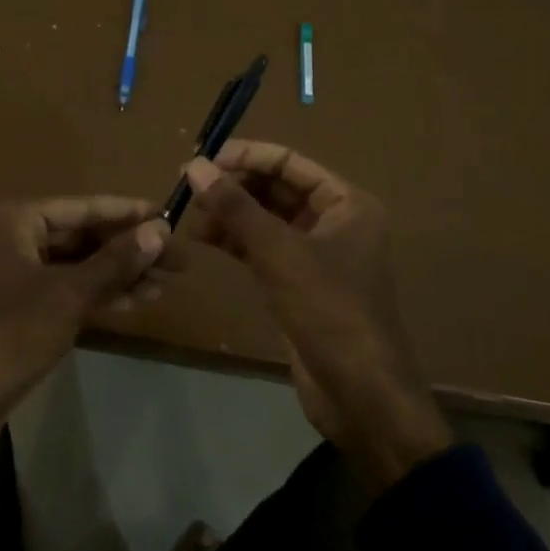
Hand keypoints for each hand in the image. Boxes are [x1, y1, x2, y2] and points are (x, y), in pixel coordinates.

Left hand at [0, 197, 171, 490]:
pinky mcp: (15, 308)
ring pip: (76, 265)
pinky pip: (64, 290)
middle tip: (177, 262)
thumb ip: (115, 261)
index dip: (129, 213)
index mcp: (16, 221)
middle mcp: (12, 238)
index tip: (170, 217)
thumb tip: (159, 230)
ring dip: (118, 275)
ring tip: (164, 285)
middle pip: (82, 235)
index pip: (84, 207)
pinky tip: (133, 303)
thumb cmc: (9, 337)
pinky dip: (96, 295)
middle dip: (128, 249)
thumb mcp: (68, 295)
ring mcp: (12, 274)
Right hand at [183, 142, 451, 493]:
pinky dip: (235, 241)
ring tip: (189, 217)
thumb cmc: (329, 310)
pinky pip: (262, 249)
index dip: (246, 156)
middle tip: (189, 189)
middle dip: (234, 187)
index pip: (289, 162)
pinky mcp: (298, 283)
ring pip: (265, 220)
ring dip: (230, 215)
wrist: (360, 394)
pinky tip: (204, 239)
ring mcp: (316, 254)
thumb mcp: (280, 253)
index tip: (202, 159)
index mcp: (346, 203)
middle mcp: (334, 221)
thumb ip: (236, 207)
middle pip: (276, 189)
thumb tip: (196, 167)